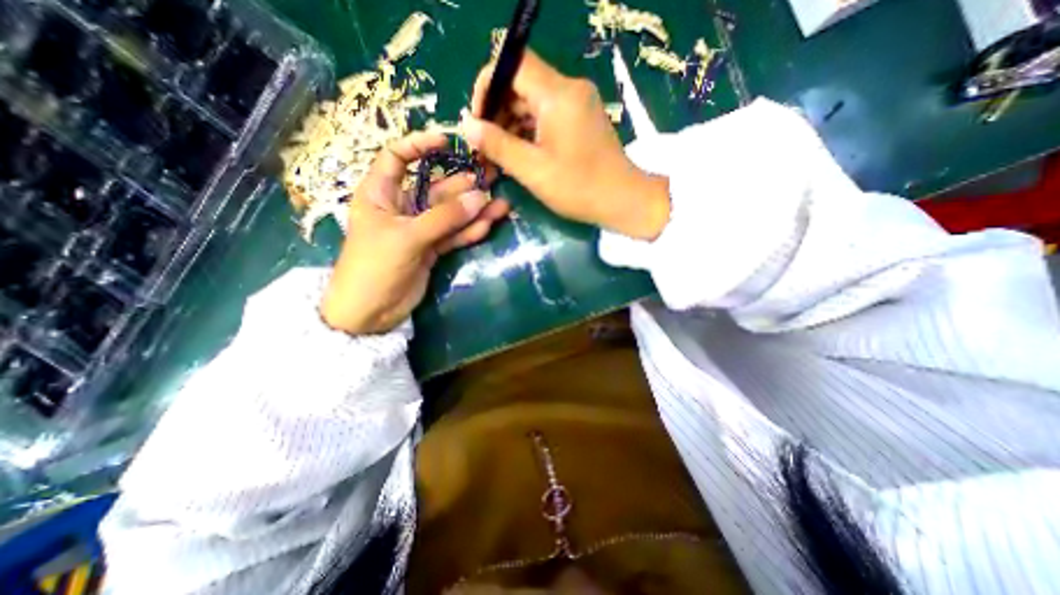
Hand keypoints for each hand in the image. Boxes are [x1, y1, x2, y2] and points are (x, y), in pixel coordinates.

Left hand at [318, 133, 509, 335]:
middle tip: (493, 176)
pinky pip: (453, 235)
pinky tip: (488, 224)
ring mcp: (419, 229)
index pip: (397, 157)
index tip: (448, 142)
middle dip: (464, 184)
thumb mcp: (407, 237)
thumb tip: (480, 197)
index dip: (420, 146)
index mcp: (381, 193)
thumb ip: (445, 218)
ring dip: (474, 210)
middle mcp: (402, 207)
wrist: (371, 312)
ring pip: (450, 214)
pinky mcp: (431, 249)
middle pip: (436, 188)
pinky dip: (469, 231)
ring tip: (501, 203)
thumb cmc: (374, 267)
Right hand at [461, 49, 663, 238]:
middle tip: (485, 145)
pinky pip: (547, 114)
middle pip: (521, 83)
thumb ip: (497, 145)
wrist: (623, 200)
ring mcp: (578, 104)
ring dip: (511, 124)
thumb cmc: (578, 188)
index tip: (478, 120)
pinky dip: (529, 130)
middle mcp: (569, 89)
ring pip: (533, 101)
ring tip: (499, 155)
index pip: (512, 63)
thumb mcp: (533, 169)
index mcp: (558, 94)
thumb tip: (466, 125)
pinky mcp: (581, 119)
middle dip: (497, 111)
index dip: (488, 86)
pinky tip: (519, 153)